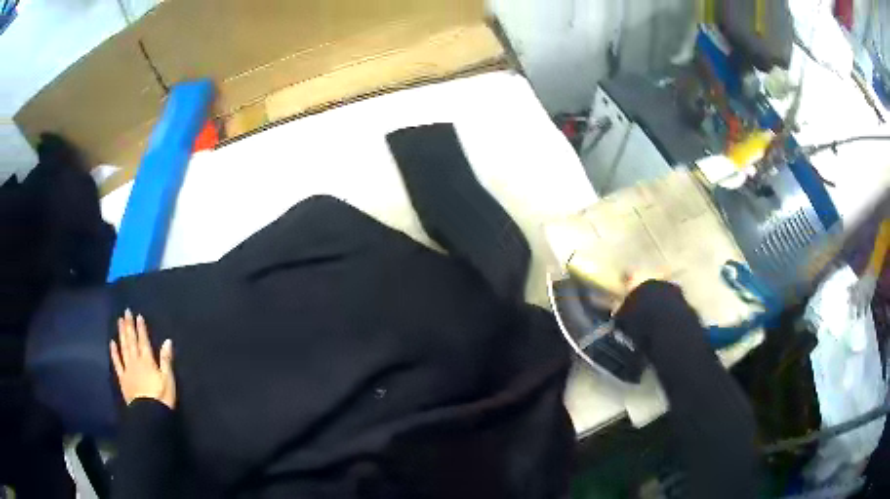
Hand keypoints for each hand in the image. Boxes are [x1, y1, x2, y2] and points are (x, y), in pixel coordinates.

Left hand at [110, 309, 175, 408]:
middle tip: (126, 312)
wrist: (148, 414)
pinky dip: (114, 352)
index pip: (143, 341)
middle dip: (129, 326)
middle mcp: (136, 361)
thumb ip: (166, 360)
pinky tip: (112, 343)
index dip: (140, 328)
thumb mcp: (168, 380)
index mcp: (148, 361)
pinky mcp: (122, 378)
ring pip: (123, 348)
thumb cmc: (161, 397)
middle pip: (131, 341)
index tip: (138, 316)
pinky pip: (117, 363)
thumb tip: (167, 341)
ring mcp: (127, 369)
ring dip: (121, 334)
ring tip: (119, 322)